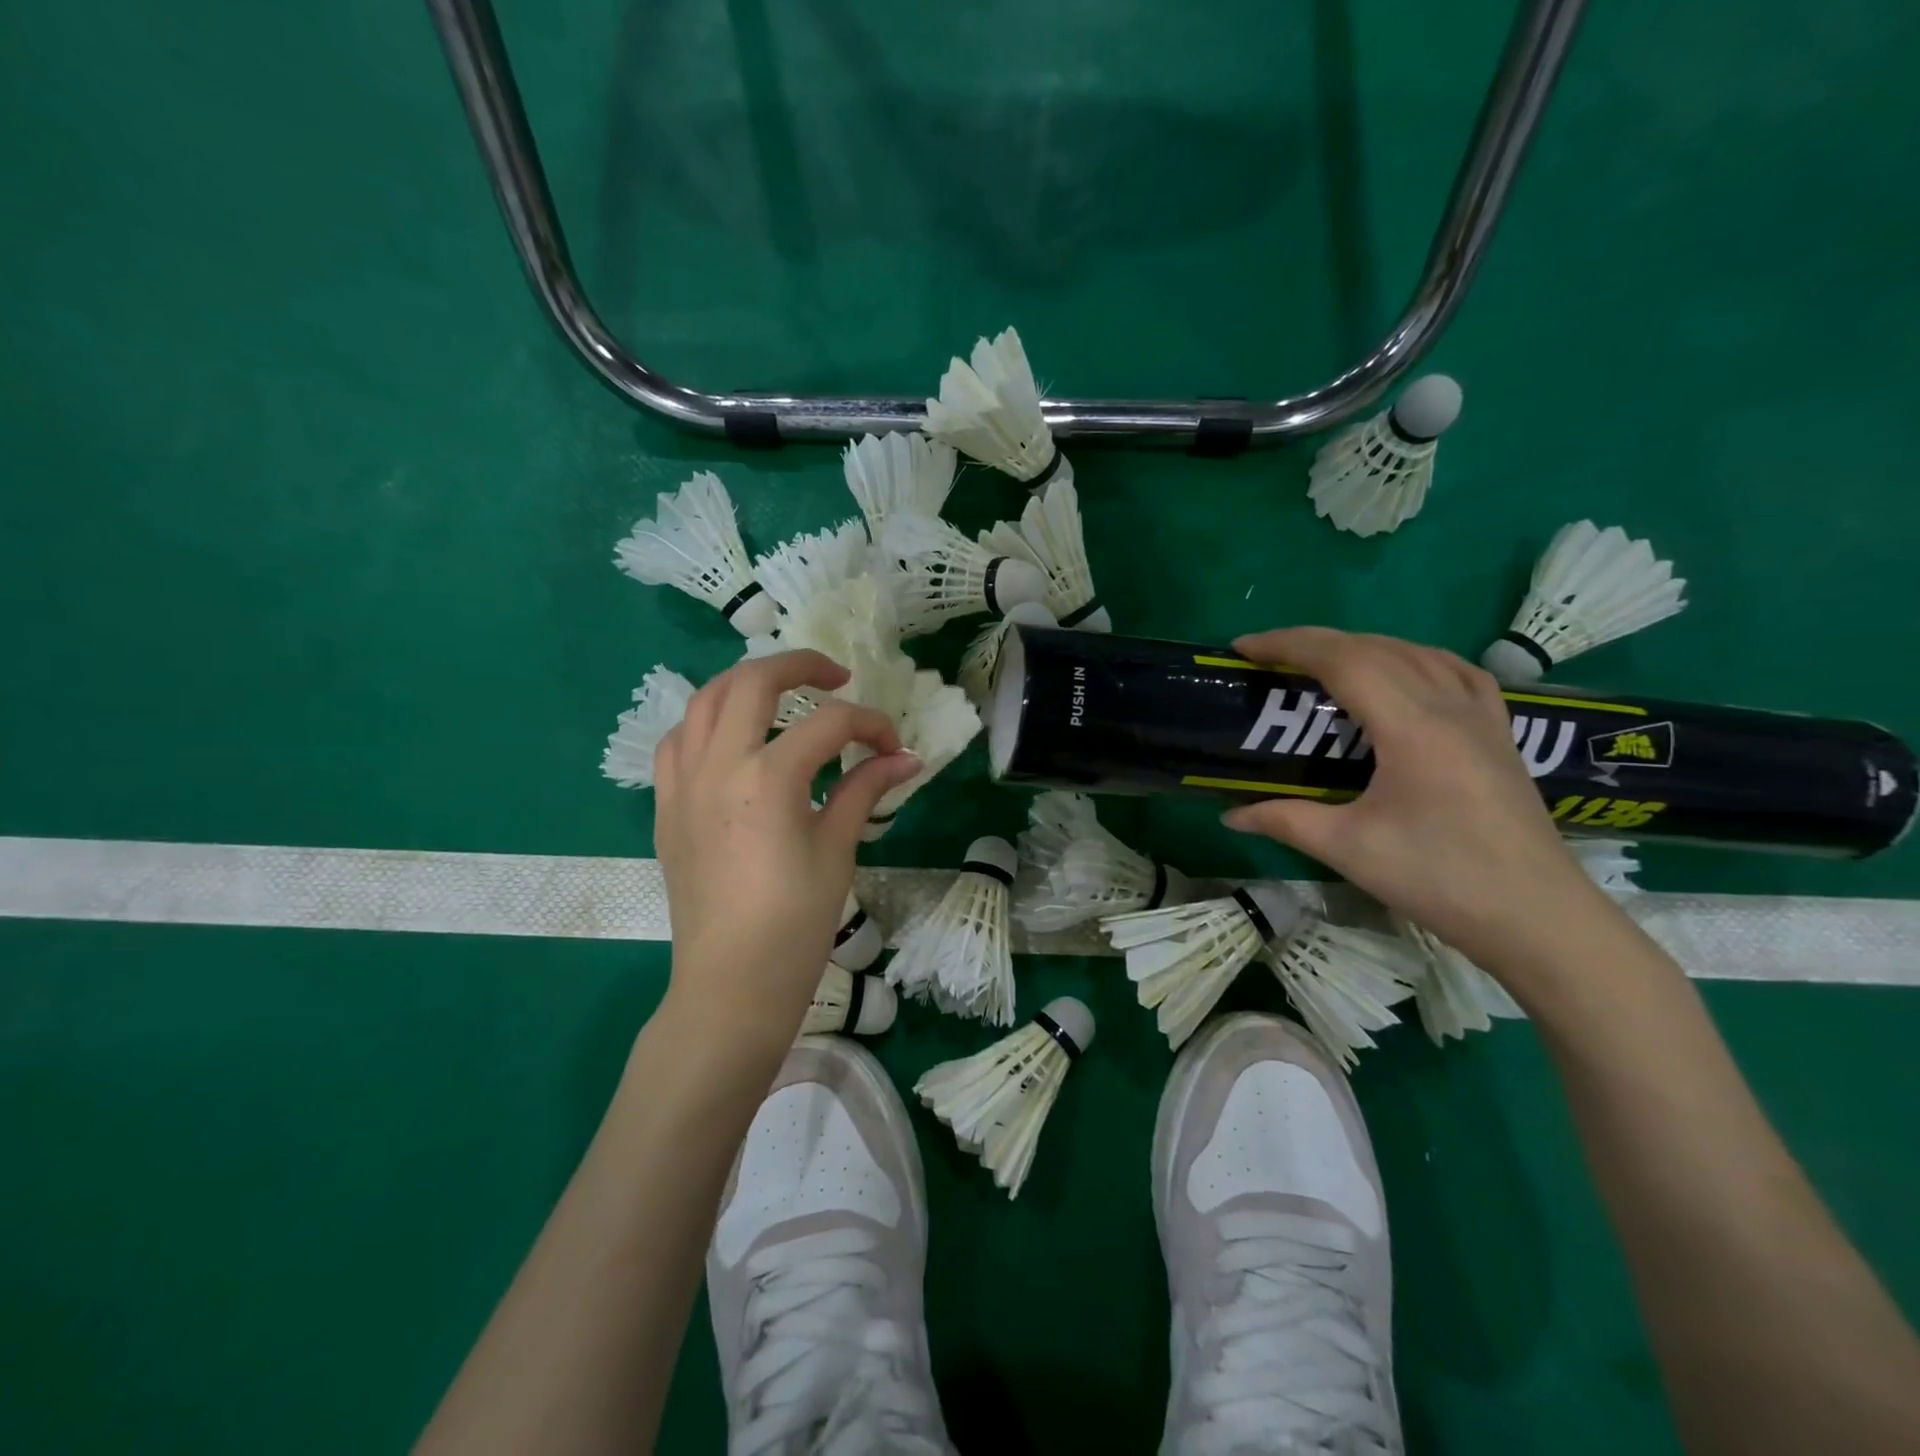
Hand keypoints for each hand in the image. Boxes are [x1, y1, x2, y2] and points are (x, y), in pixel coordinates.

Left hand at [652, 651, 920, 1044]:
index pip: (830, 724)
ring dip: (746, 685)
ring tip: (781, 695)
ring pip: (704, 700)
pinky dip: (706, 722)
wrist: (731, 983)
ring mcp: (682, 783)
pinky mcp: (666, 806)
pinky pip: (677, 741)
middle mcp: (718, 765)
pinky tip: (732, 739)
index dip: (871, 726)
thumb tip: (906, 759)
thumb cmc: (794, 923)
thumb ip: (865, 790)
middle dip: (801, 665)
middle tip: (836, 677)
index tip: (893, 748)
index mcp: (768, 777)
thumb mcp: (837, 850)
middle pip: (753, 682)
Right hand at [1221, 627, 1613, 971]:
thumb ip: (1285, 820)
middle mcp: (1449, 706)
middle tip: (1267, 655)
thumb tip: (1230, 814)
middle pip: (1375, 647)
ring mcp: (1482, 716)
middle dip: (1314, 641)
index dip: (1288, 645)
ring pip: (1416, 652)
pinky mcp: (1499, 733)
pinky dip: (1414, 657)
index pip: (1343, 660)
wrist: (1537, 918)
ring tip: (1321, 661)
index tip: (1243, 648)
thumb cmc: (1439, 879)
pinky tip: (1402, 673)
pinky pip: (1455, 671)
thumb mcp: (1349, 849)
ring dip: (1361, 644)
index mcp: (1412, 727)